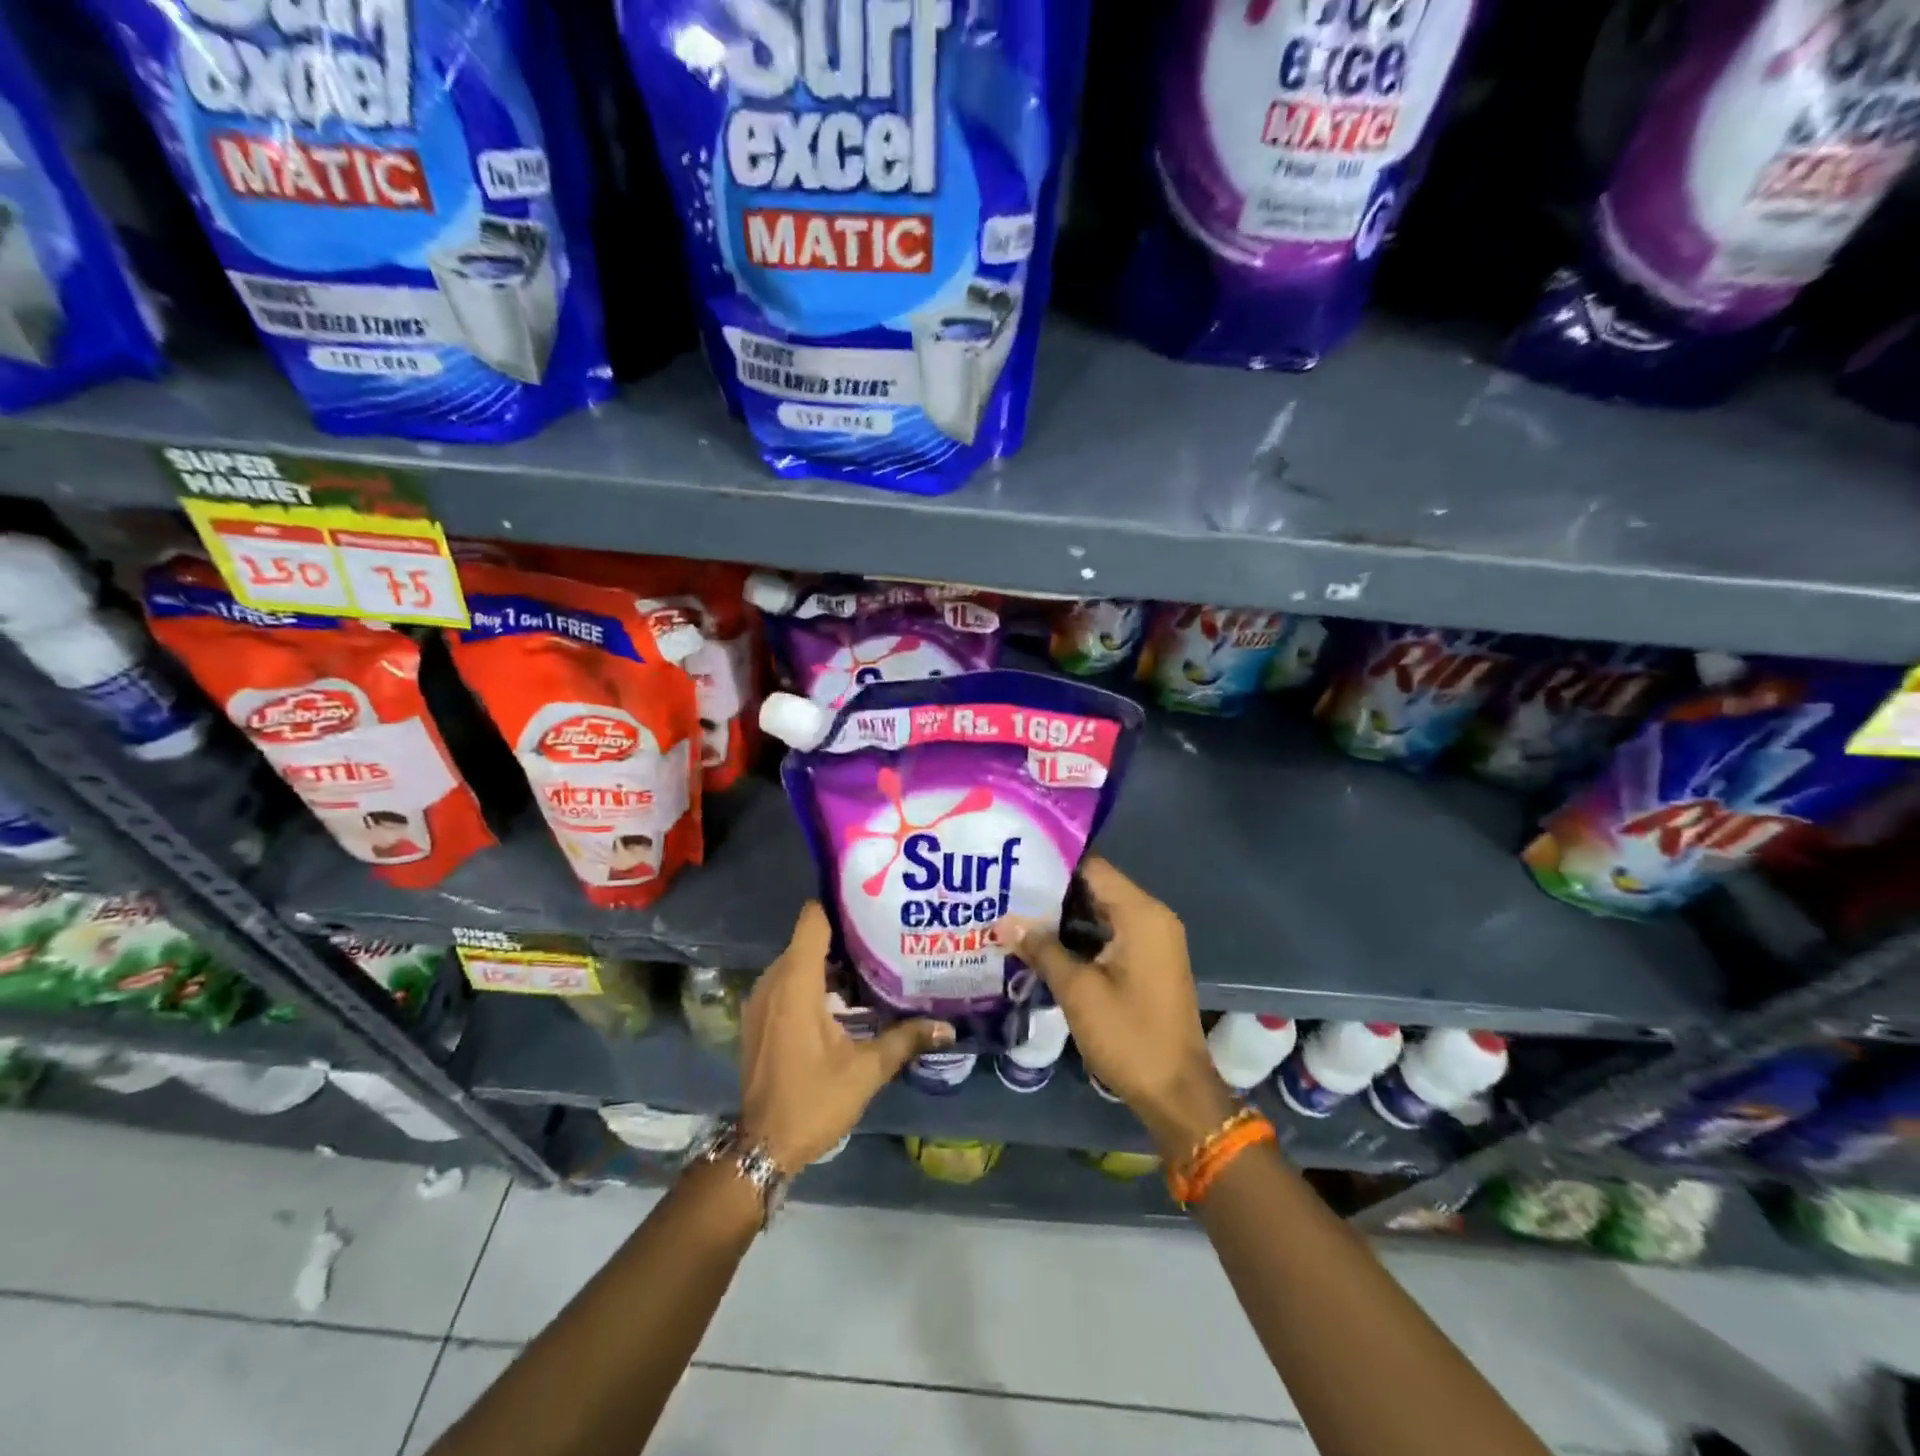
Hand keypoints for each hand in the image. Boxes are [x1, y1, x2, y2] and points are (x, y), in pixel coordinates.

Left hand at [738, 902, 953, 1169]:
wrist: (763, 1146)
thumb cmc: (813, 1100)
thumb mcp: (866, 1070)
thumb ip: (906, 1040)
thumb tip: (949, 1027)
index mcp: (796, 983)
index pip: (813, 920)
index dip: (840, 907)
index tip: (872, 906)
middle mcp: (773, 983)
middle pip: (808, 940)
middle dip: (844, 937)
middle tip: (885, 938)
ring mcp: (761, 1001)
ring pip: (797, 963)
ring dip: (830, 963)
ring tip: (873, 965)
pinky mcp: (758, 1019)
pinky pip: (787, 983)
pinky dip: (813, 983)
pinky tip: (845, 1001)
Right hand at [1005, 858, 1235, 1160]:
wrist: (1176, 1092)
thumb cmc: (1129, 1035)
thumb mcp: (1078, 991)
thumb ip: (1042, 949)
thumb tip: (1004, 921)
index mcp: (1141, 914)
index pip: (1093, 868)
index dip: (1053, 863)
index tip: (1015, 861)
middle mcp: (1151, 918)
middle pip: (1096, 888)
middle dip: (1052, 890)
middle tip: (1006, 888)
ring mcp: (1152, 941)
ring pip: (1101, 912)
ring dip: (1063, 916)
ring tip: (1015, 911)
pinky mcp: (1147, 962)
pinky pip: (1110, 934)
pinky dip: (1080, 936)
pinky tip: (1042, 943)